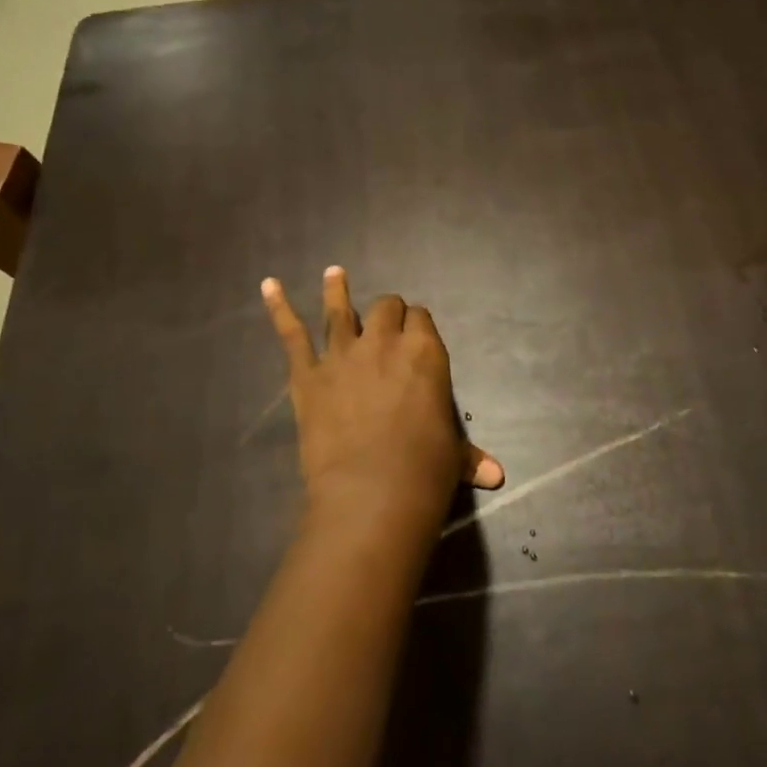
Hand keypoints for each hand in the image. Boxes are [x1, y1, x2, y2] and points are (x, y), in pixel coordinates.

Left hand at [262, 268, 504, 545]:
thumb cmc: (425, 470)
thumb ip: (470, 457)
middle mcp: (384, 342)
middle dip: (387, 311)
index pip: (421, 318)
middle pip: (385, 307)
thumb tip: (497, 475)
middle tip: (385, 320)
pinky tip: (269, 285)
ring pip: (339, 311)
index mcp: (425, 352)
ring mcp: (342, 354)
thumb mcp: (453, 457)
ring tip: (334, 273)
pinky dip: (279, 308)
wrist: (371, 493)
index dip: (417, 324)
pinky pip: (292, 335)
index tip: (415, 333)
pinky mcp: (307, 375)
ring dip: (337, 291)